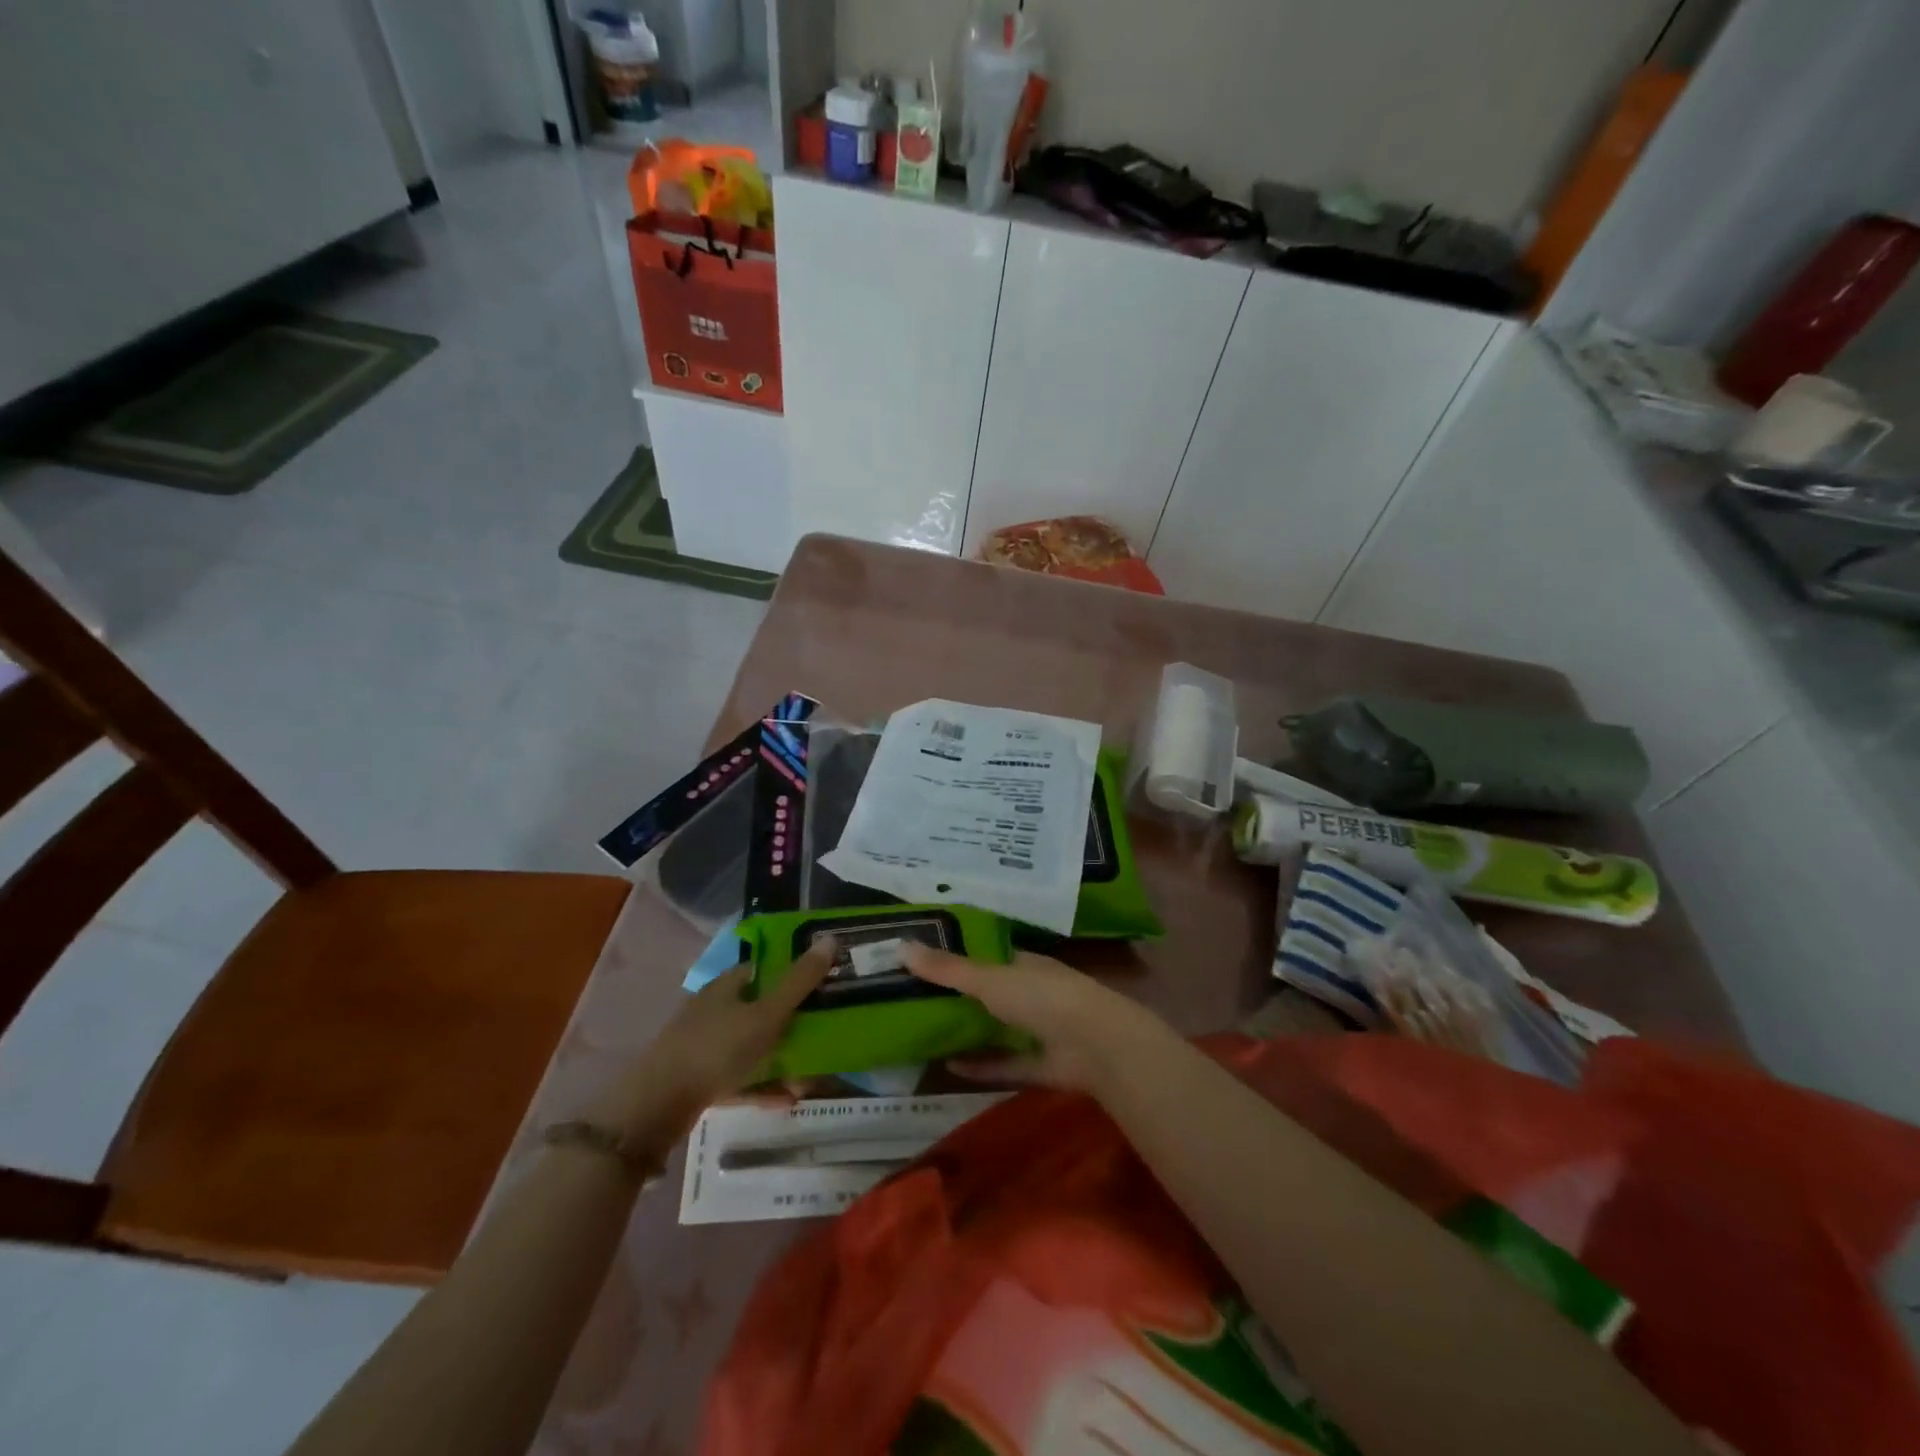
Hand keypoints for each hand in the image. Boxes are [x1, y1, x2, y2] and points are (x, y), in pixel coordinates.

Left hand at [593, 941, 834, 1142]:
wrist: (655, 1108)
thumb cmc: (716, 1049)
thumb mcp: (766, 1014)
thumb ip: (799, 981)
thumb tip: (831, 939)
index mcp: (727, 985)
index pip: (766, 968)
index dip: (795, 973)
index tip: (825, 985)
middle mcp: (715, 1009)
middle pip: (763, 1008)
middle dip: (795, 1024)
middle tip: (824, 1037)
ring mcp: (705, 1045)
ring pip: (753, 1046)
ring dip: (782, 1060)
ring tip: (808, 1080)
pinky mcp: (700, 1079)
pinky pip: (741, 1077)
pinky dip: (763, 1085)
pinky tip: (785, 1100)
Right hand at [901, 945, 1168, 1092]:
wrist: (1095, 1045)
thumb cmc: (1042, 997)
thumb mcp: (989, 978)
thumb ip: (947, 969)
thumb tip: (900, 946)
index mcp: (1023, 964)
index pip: (987, 955)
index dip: (957, 956)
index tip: (922, 960)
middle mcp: (1031, 993)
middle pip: (989, 993)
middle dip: (957, 997)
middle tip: (912, 1000)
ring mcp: (1039, 1030)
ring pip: (997, 1029)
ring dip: (968, 1032)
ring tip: (924, 1034)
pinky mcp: (1041, 1065)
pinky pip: (1005, 1063)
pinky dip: (981, 1065)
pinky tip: (948, 1067)